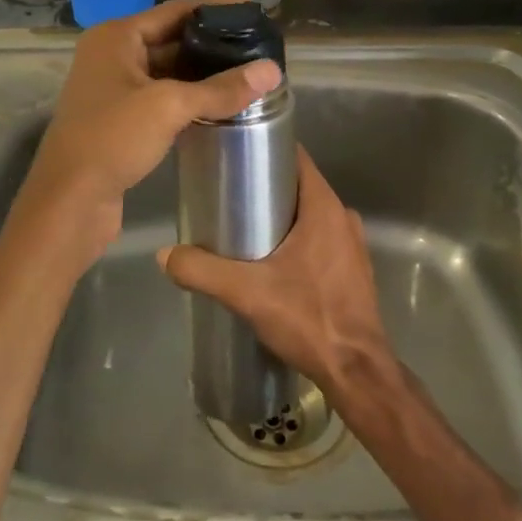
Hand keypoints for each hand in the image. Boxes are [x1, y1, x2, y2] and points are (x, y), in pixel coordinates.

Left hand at [18, 0, 281, 255]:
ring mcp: (114, 89)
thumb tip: (273, 71)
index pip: (174, 11)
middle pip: (171, 40)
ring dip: (203, 75)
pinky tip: (221, 105)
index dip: (215, 9)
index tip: (253, 13)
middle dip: (212, 44)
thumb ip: (221, 88)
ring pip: (168, 72)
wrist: (70, 201)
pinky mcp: (120, 119)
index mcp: (116, 37)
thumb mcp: (169, 106)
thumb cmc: (112, 139)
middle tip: (257, 48)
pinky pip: (162, 98)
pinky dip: (189, 99)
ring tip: (248, 75)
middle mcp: (112, 56)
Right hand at [158, 147, 393, 396]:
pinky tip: (272, 261)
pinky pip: (321, 238)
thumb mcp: (247, 292)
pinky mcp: (353, 269)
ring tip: (244, 228)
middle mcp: (342, 217)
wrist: (356, 371)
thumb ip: (202, 270)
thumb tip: (165, 254)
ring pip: (310, 214)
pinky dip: (297, 239)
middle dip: (265, 187)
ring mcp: (352, 244)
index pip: (296, 157)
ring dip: (281, 216)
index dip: (266, 149)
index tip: (235, 154)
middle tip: (228, 196)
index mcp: (324, 207)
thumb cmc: (308, 318)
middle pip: (299, 186)